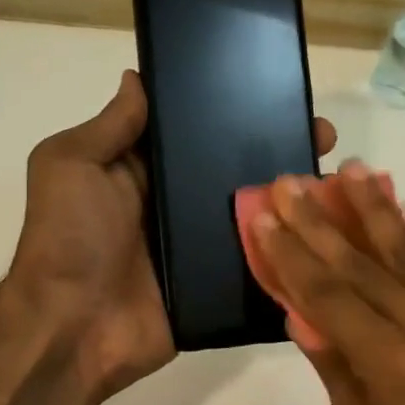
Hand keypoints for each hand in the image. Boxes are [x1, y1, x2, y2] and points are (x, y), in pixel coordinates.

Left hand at [8, 70, 335, 404]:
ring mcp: (198, 246)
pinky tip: (328, 230)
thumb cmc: (69, 238)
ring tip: (335, 178)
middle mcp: (174, 204)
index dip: (232, 110)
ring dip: (290, 197)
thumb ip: (109, 126)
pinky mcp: (214, 284)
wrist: (74, 328)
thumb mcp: (71, 165)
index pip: (195, 130)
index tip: (278, 91)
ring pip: (252, 213)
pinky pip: (256, 260)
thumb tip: (138, 77)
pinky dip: (287, 248)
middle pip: (231, 169)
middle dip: (276, 149)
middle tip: (324, 135)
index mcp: (143, 170)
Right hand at [249, 164, 404, 404]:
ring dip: (371, 210)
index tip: (263, 216)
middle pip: (361, 265)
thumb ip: (338, 376)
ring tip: (347, 170)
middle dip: (318, 221)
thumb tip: (305, 319)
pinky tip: (400, 209)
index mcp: (392, 366)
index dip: (291, 255)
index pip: (328, 296)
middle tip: (289, 181)